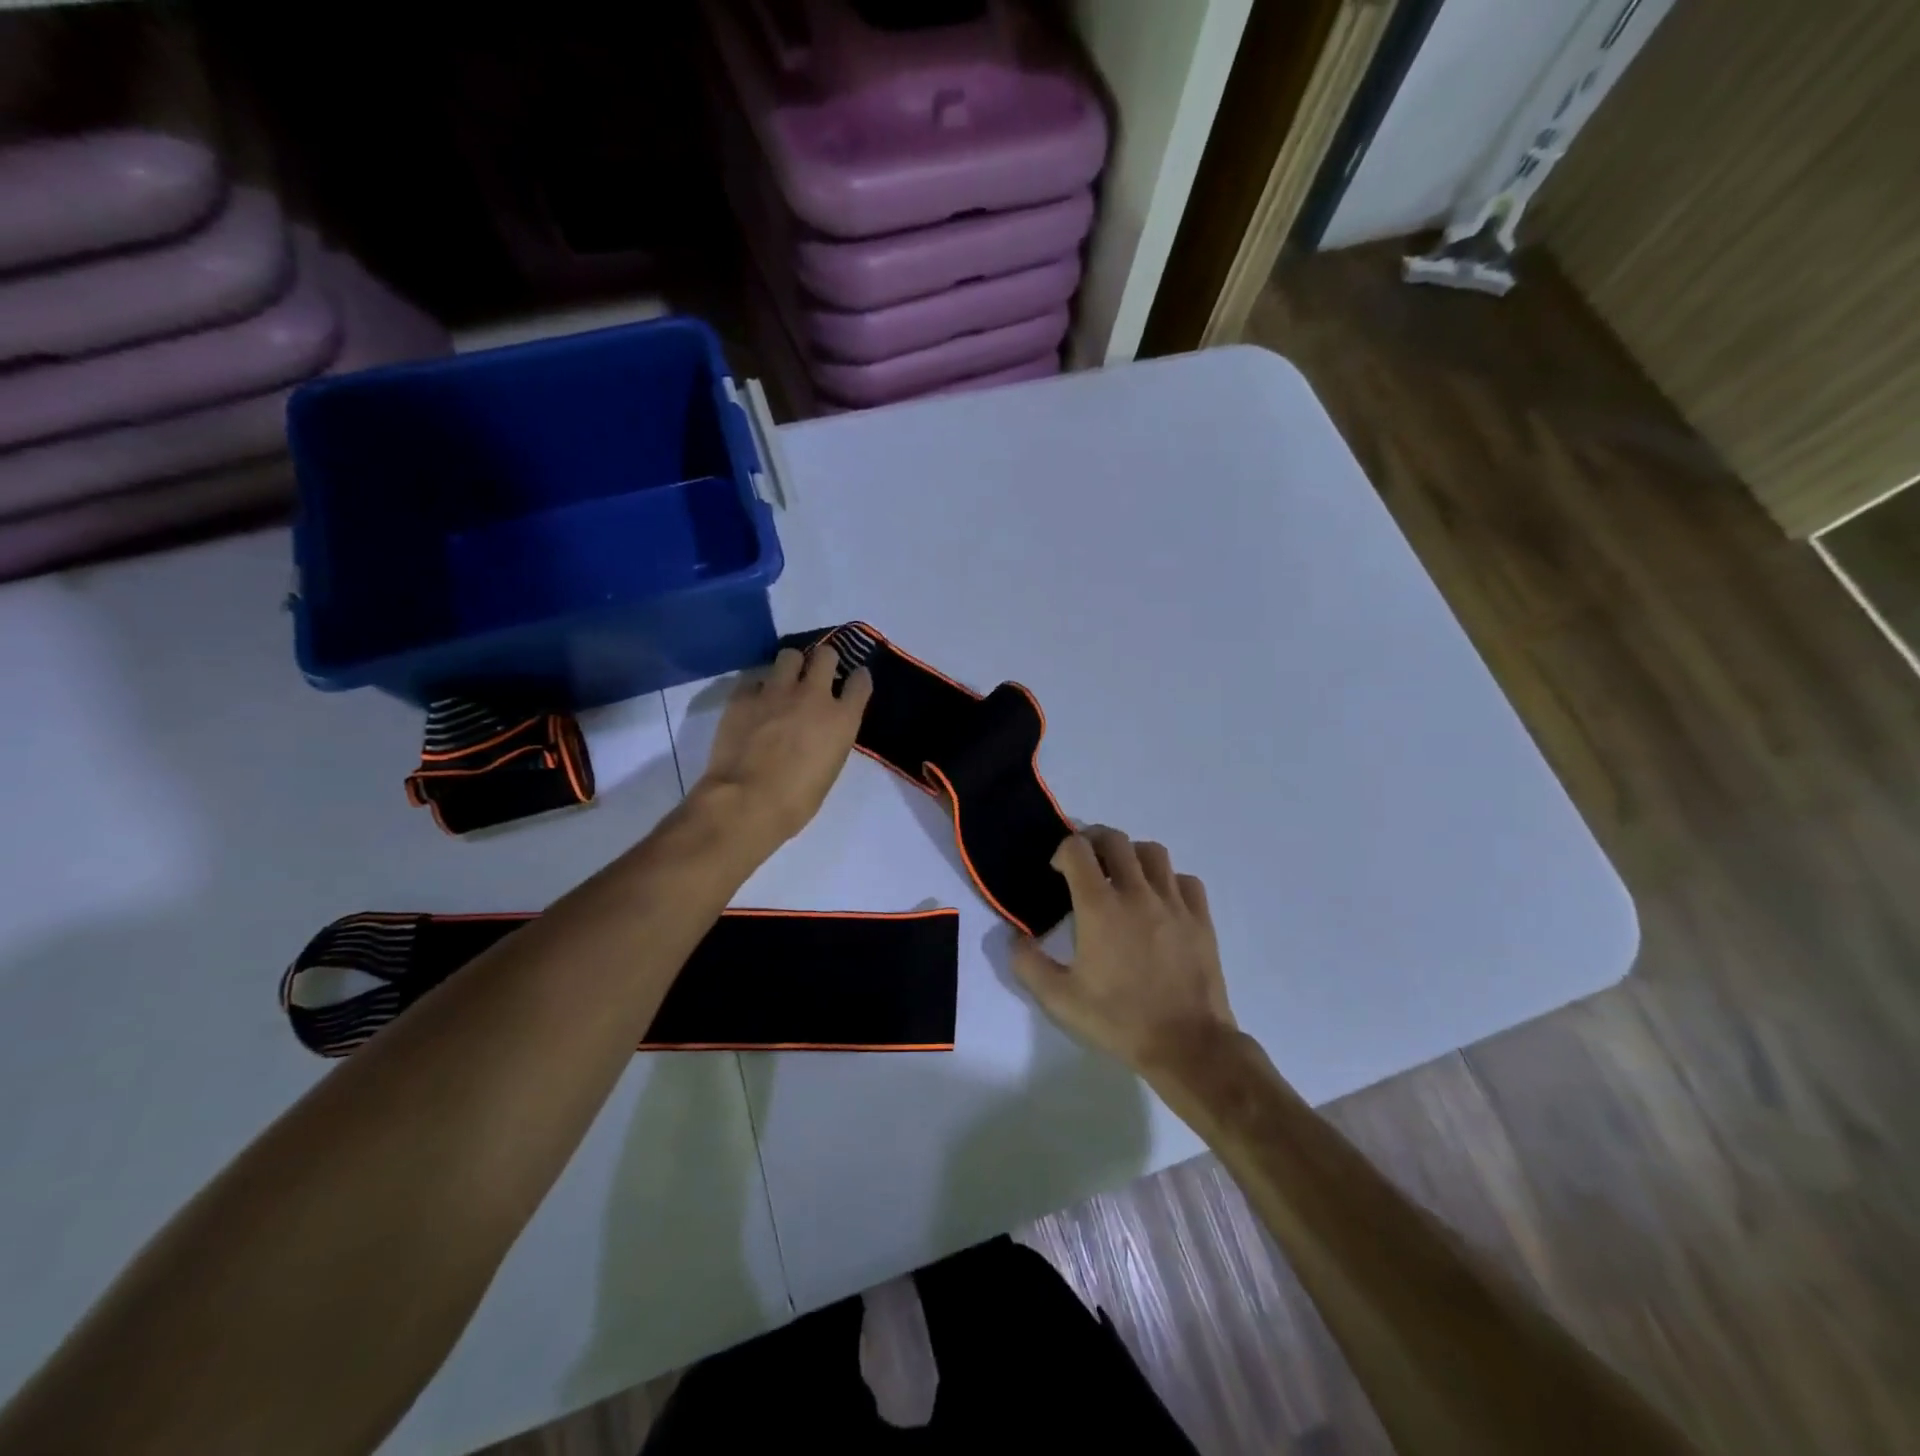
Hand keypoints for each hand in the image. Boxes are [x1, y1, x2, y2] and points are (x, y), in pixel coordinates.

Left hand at [696, 644, 872, 848]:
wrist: (747, 801)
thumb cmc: (797, 800)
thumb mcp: (829, 768)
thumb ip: (830, 739)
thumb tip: (821, 731)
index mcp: (841, 719)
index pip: (860, 682)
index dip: (858, 678)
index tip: (854, 680)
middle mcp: (813, 696)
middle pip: (826, 655)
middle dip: (824, 660)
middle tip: (818, 673)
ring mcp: (776, 692)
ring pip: (789, 655)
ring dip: (791, 665)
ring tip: (785, 680)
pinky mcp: (744, 696)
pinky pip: (755, 680)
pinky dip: (758, 689)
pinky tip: (755, 704)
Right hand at [1011, 827, 1236, 1073]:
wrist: (1187, 1045)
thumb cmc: (1119, 1019)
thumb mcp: (1059, 999)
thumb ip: (1028, 963)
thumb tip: (1016, 937)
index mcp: (1099, 906)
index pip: (1077, 849)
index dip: (1063, 851)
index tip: (1058, 872)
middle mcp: (1137, 893)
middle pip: (1115, 840)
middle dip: (1094, 841)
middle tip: (1086, 863)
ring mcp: (1173, 902)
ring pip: (1153, 852)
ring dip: (1132, 855)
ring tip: (1123, 877)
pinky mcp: (1201, 918)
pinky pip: (1185, 880)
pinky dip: (1168, 880)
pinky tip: (1160, 902)